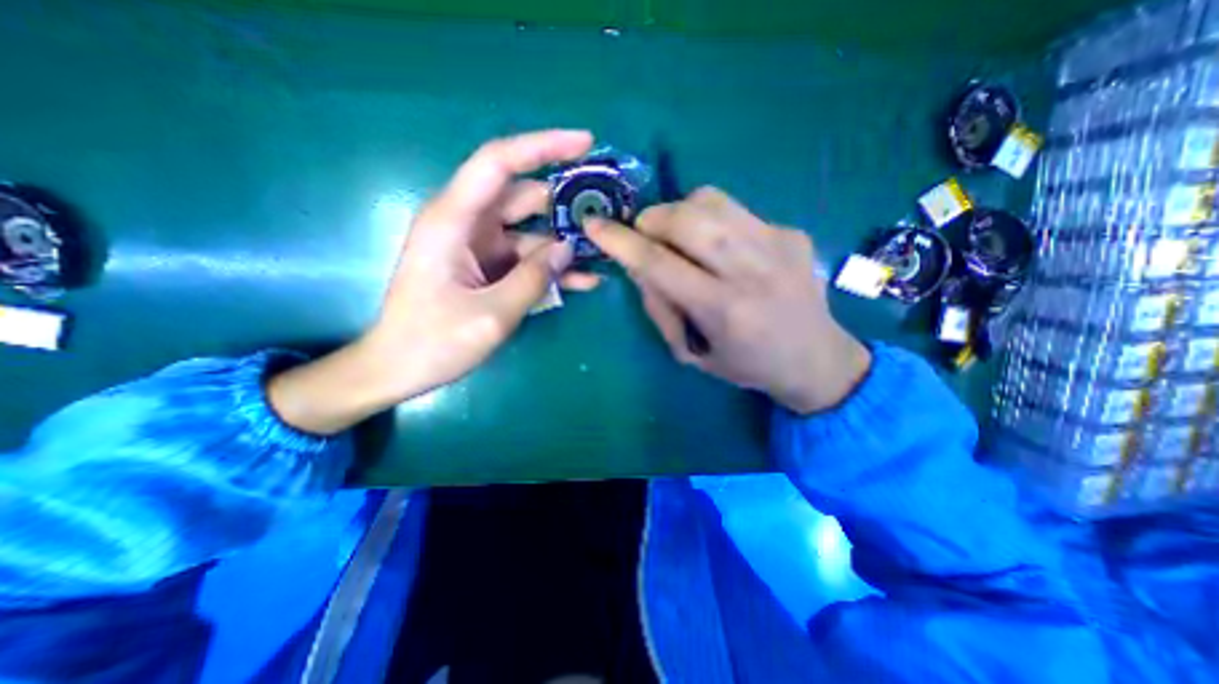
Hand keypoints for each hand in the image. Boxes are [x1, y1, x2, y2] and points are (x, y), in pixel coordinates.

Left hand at [272, 131, 600, 435]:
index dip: (543, 146)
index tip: (585, 143)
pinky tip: (585, 280)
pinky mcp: (487, 268)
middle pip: (523, 197)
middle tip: (606, 212)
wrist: (399, 368)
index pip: (499, 162)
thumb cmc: (434, 342)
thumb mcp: (492, 314)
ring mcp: (479, 247)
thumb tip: (568, 249)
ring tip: (604, 253)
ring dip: (564, 242)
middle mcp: (467, 224)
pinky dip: (552, 268)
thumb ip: (533, 279)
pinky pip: (527, 259)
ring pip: (531, 232)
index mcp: (454, 220)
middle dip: (565, 203)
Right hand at [584, 188, 872, 412]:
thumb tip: (638, 265)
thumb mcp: (693, 352)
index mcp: (723, 309)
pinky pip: (735, 209)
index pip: (658, 262)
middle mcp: (751, 269)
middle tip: (646, 237)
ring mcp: (777, 243)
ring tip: (680, 237)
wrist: (816, 358)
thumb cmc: (747, 365)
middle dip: (651, 219)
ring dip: (680, 212)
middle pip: (685, 217)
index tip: (594, 225)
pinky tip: (721, 247)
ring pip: (710, 200)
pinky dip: (712, 221)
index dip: (620, 241)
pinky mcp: (792, 231)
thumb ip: (661, 307)